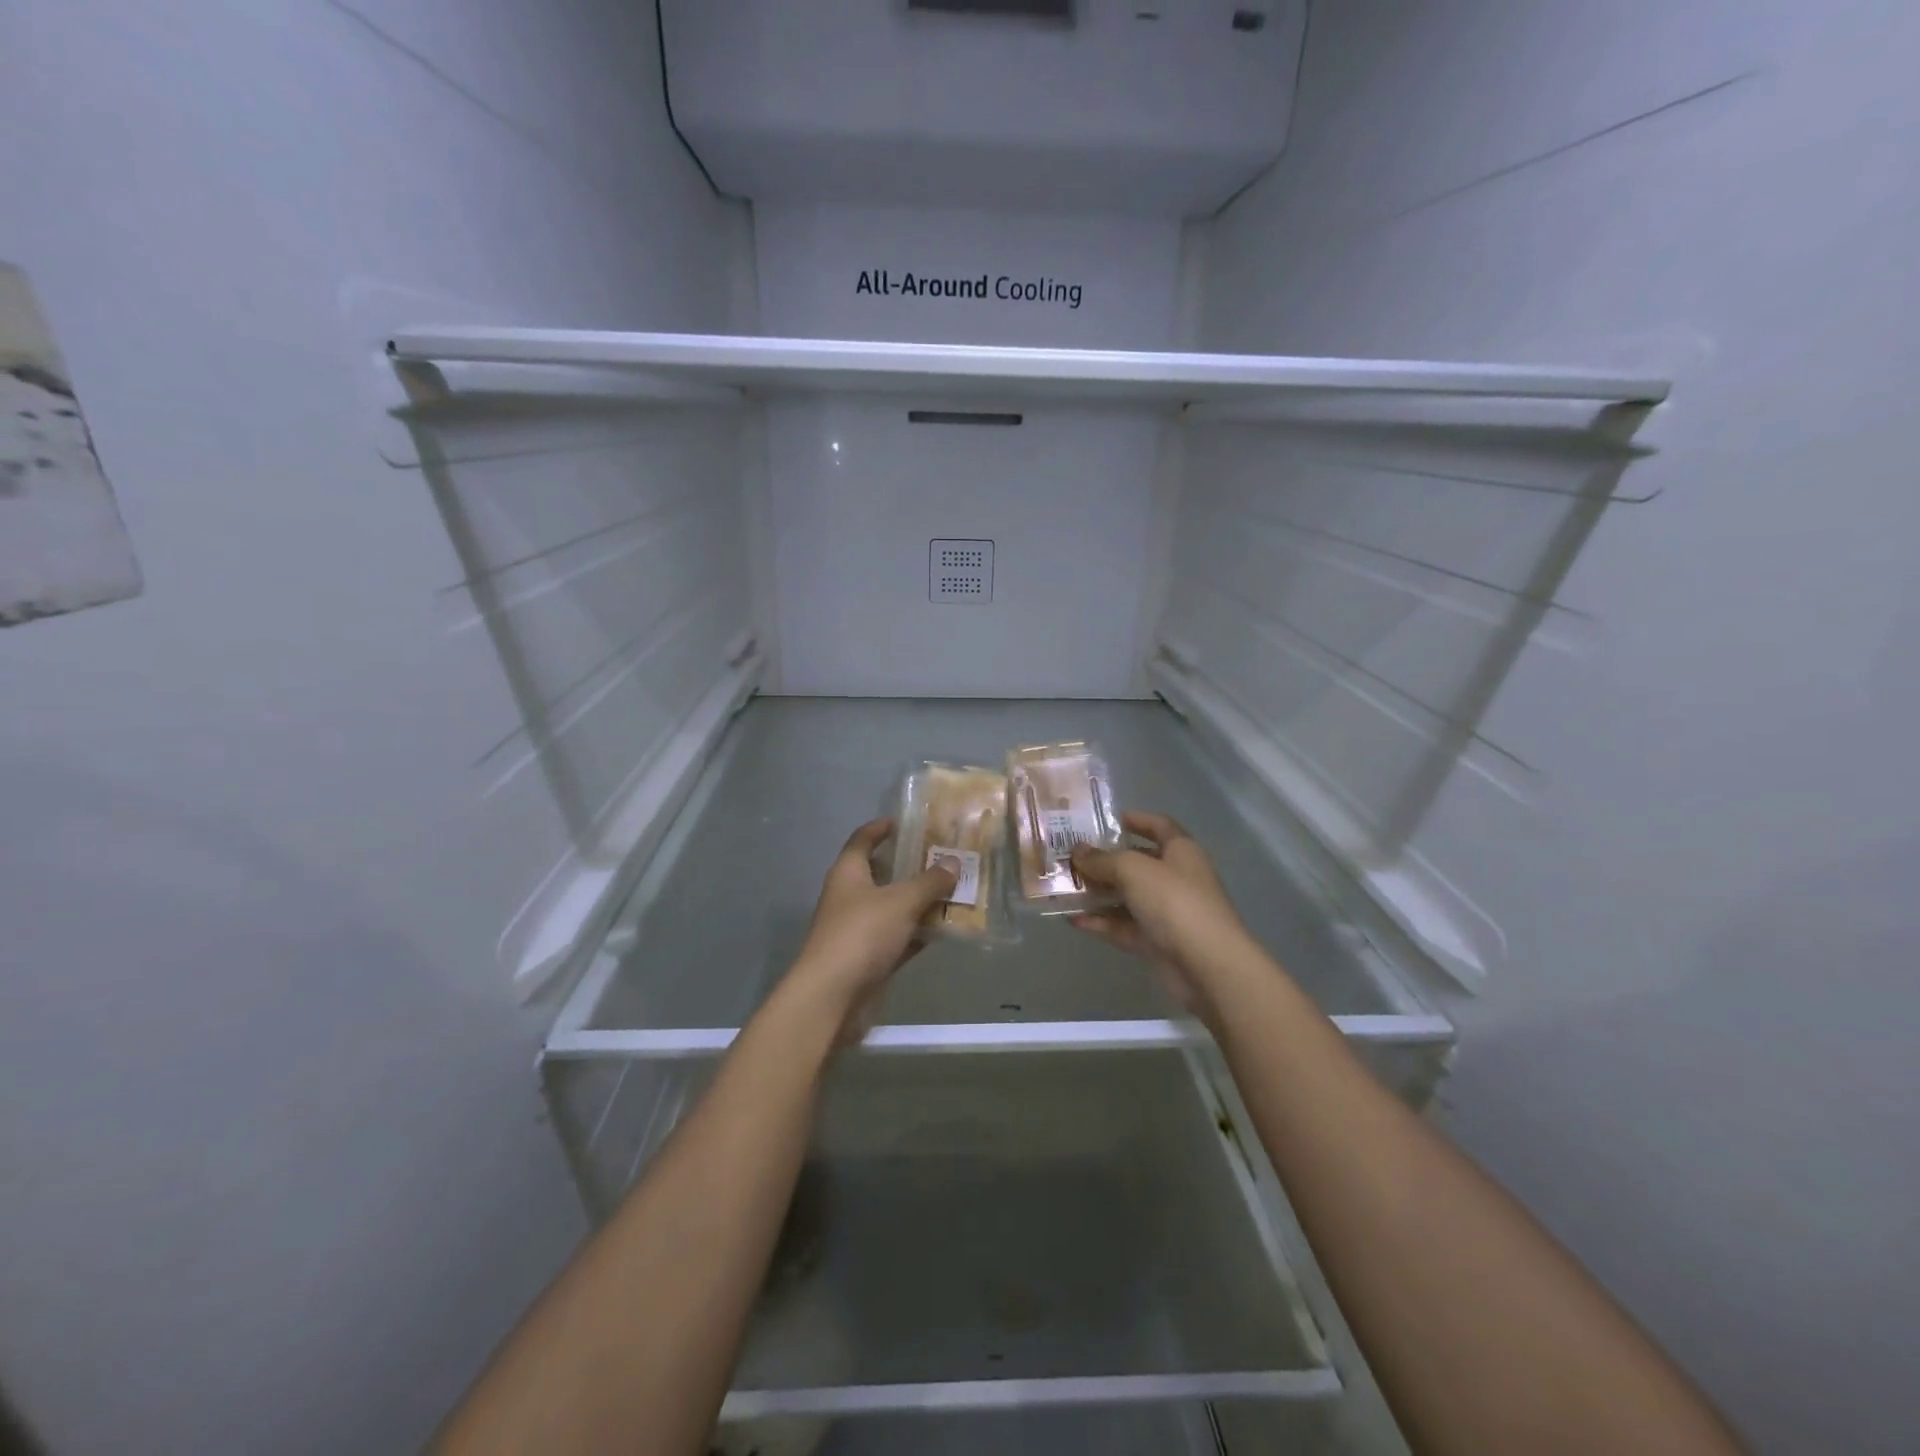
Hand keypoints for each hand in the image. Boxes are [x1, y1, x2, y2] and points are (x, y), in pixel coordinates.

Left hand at [786, 818, 956, 1039]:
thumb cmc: (861, 935)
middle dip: (912, 865)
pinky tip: (947, 927)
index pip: (863, 839)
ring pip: (895, 907)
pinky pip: (900, 937)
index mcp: (848, 873)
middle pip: (882, 873)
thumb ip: (929, 881)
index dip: (881, 828)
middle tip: (945, 856)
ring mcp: (860, 929)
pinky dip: (920, 932)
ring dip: (921, 901)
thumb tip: (953, 862)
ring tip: (956, 888)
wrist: (832, 997)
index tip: (907, 821)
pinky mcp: (871, 958)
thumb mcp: (901, 901)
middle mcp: (851, 897)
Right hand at [1068, 812, 1253, 1024]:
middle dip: (1105, 860)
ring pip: (1127, 896)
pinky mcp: (1156, 942)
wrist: (1208, 966)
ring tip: (1064, 888)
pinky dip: (1101, 922)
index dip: (1135, 819)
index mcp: (1180, 851)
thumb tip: (1077, 852)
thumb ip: (1102, 859)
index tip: (1104, 820)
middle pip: (1137, 863)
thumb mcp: (1133, 870)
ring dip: (1098, 892)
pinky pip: (1123, 926)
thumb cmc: (1175, 902)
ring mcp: (1166, 912)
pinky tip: (1073, 919)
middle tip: (1070, 856)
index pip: (1158, 826)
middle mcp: (1175, 878)